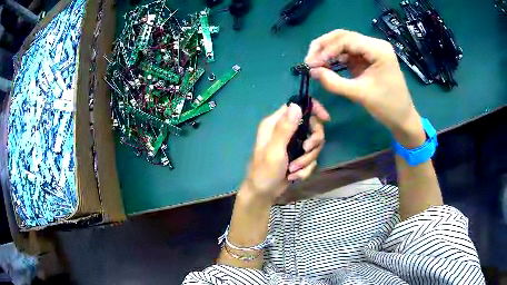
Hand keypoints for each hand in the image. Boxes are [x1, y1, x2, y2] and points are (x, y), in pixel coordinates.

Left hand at [242, 100, 329, 203]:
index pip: (297, 106)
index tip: (325, 119)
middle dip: (313, 142)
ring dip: (306, 160)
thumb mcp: (274, 150)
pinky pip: (311, 159)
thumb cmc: (264, 171)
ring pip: (314, 145)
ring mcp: (293, 144)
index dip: (313, 109)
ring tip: (293, 170)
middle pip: (312, 126)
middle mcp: (286, 130)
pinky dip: (305, 169)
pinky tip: (293, 176)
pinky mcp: (298, 156)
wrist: (263, 194)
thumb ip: (285, 129)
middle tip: (306, 150)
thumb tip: (296, 105)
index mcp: (276, 124)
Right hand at [305, 29, 424, 146]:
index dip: (326, 50)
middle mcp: (374, 44)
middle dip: (324, 47)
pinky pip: (347, 53)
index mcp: (378, 49)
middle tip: (309, 60)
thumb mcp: (360, 94)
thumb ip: (334, 83)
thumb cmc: (387, 107)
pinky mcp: (367, 58)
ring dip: (328, 52)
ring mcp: (371, 50)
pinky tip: (326, 66)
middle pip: (343, 37)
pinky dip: (335, 59)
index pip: (346, 40)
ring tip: (315, 64)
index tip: (311, 64)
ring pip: (343, 43)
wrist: (402, 118)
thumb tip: (312, 71)